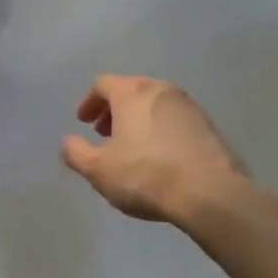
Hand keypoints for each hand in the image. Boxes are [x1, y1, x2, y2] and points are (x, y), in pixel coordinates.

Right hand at [61, 74, 249, 225]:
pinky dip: (161, 129)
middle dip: (114, 110)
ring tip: (133, 146)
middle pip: (130, 90)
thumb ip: (76, 153)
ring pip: (154, 103)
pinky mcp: (208, 125)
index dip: (89, 101)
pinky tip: (161, 156)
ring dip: (139, 119)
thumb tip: (68, 142)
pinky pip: (175, 119)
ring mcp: (188, 105)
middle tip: (105, 133)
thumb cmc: (145, 175)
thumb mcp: (99, 170)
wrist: (209, 193)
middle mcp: (160, 89)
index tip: (84, 122)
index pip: (103, 84)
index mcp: (131, 92)